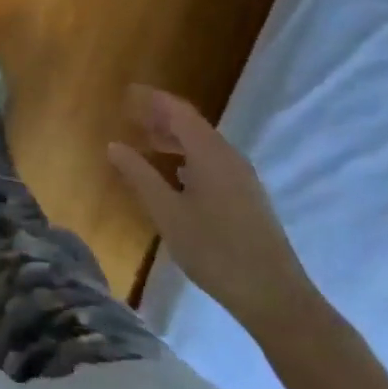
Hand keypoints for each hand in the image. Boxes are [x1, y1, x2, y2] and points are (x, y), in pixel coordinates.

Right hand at [108, 85, 319, 335]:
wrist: (274, 295)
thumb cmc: (214, 250)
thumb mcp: (167, 213)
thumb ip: (139, 175)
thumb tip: (114, 145)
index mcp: (209, 153)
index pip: (178, 111)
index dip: (152, 99)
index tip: (127, 93)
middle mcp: (228, 156)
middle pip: (192, 124)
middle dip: (161, 116)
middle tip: (131, 116)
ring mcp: (242, 176)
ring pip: (203, 143)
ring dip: (175, 137)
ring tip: (147, 142)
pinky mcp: (247, 195)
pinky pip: (212, 161)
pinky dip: (188, 156)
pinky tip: (176, 174)